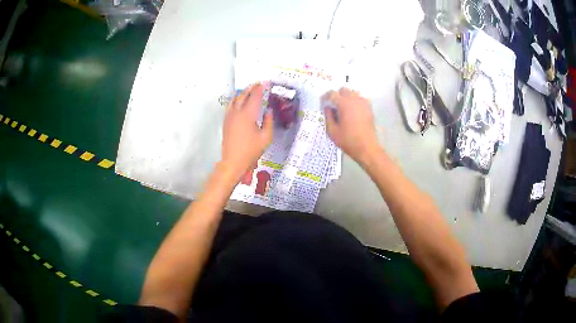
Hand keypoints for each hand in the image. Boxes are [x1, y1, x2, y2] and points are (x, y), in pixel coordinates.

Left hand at [221, 84, 272, 178]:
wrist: (233, 161)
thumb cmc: (251, 151)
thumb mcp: (266, 137)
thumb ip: (268, 122)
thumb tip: (268, 111)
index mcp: (248, 114)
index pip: (255, 96)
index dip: (260, 88)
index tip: (266, 83)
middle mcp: (237, 112)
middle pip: (243, 95)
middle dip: (251, 88)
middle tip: (258, 84)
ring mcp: (229, 116)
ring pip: (235, 99)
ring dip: (242, 92)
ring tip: (249, 89)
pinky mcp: (226, 121)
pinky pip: (230, 105)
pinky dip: (235, 99)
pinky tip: (238, 100)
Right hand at [323, 88, 379, 163]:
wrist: (367, 148)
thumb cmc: (348, 140)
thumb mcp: (332, 131)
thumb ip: (328, 117)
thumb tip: (327, 108)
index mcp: (343, 104)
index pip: (332, 93)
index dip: (325, 96)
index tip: (322, 102)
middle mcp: (354, 100)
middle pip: (344, 90)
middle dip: (337, 95)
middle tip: (333, 104)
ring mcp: (363, 103)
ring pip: (353, 93)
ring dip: (347, 97)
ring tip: (343, 107)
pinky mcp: (369, 109)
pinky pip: (361, 99)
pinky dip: (356, 101)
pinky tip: (353, 110)